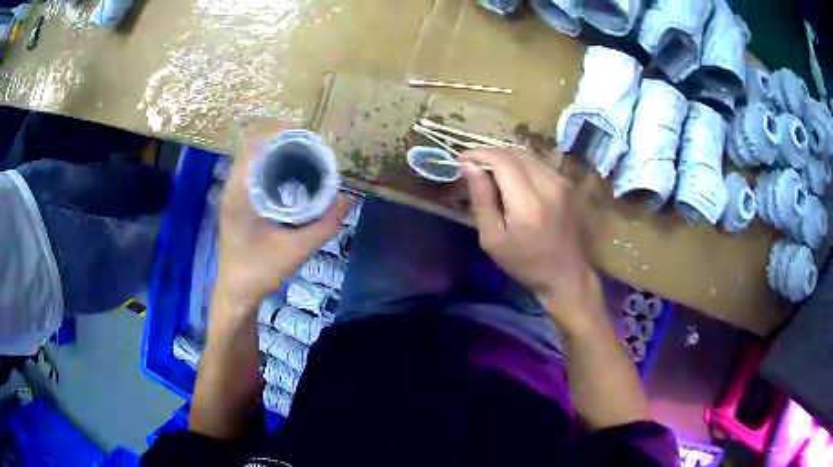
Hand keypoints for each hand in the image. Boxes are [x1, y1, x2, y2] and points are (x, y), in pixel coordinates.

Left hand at [216, 134, 350, 307]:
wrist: (236, 292)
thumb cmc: (259, 270)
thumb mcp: (295, 250)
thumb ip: (323, 225)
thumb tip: (348, 199)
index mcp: (239, 192)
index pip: (254, 145)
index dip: (279, 134)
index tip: (307, 136)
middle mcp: (232, 187)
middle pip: (255, 148)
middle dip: (283, 142)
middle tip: (312, 147)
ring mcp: (232, 195)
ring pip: (254, 160)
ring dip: (277, 154)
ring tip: (305, 157)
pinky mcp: (236, 203)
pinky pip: (253, 173)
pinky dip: (271, 168)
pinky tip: (291, 178)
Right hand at [459, 149, 597, 322]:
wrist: (566, 274)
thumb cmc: (525, 263)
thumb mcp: (493, 238)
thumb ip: (481, 198)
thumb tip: (467, 166)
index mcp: (528, 202)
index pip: (500, 160)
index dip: (477, 154)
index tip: (460, 160)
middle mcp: (547, 184)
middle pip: (513, 153)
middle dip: (488, 154)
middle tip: (471, 166)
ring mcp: (560, 181)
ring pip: (525, 154)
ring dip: (503, 158)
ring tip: (487, 171)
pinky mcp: (565, 183)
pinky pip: (537, 163)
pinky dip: (519, 164)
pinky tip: (509, 178)